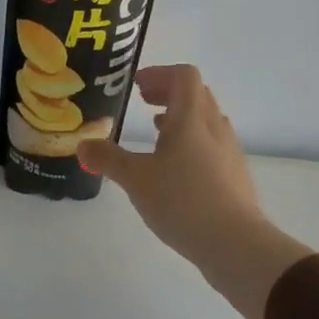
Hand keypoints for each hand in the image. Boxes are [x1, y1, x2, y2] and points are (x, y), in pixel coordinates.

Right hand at [78, 65, 311, 318]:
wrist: (235, 244)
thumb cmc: (182, 201)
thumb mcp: (135, 179)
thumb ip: (107, 158)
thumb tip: (83, 144)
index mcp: (191, 119)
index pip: (183, 76)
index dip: (159, 74)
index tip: (136, 86)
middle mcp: (214, 128)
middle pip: (196, 95)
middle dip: (168, 93)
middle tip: (142, 102)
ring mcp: (229, 152)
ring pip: (206, 121)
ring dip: (181, 118)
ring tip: (156, 133)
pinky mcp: (234, 176)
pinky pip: (212, 145)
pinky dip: (191, 142)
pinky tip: (174, 169)